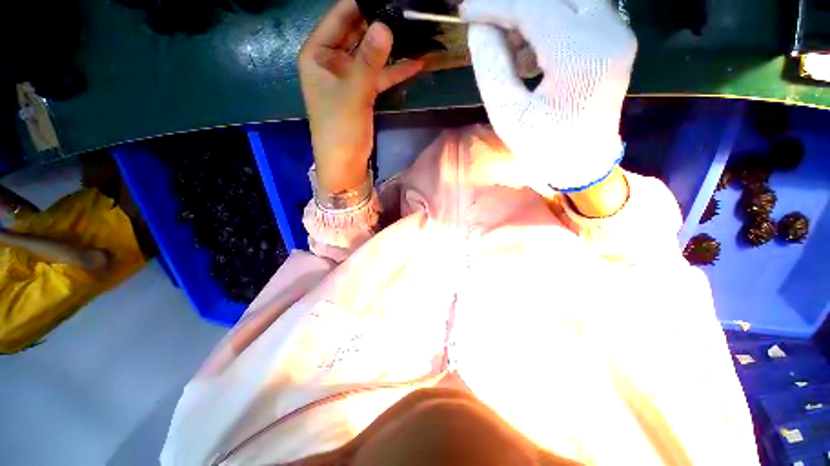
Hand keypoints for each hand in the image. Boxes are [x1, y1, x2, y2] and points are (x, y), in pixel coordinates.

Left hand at [299, 0, 422, 193]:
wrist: (344, 162)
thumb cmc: (339, 128)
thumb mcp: (353, 91)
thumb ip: (369, 59)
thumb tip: (385, 25)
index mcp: (318, 53)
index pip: (340, 17)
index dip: (362, 4)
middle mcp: (332, 59)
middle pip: (358, 32)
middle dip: (380, 23)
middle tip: (406, 13)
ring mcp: (349, 75)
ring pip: (371, 53)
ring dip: (391, 47)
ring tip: (415, 31)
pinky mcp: (363, 91)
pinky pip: (380, 74)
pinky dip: (395, 70)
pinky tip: (416, 62)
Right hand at [462, 0, 636, 190]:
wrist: (582, 162)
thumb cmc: (542, 146)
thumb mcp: (507, 115)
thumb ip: (491, 66)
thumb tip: (478, 27)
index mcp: (579, 56)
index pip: (533, 7)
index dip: (494, 5)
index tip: (466, 11)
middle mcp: (608, 31)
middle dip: (514, 6)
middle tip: (488, 27)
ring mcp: (616, 32)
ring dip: (531, 15)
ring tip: (508, 51)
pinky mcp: (613, 37)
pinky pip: (576, 11)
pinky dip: (546, 23)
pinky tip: (529, 55)